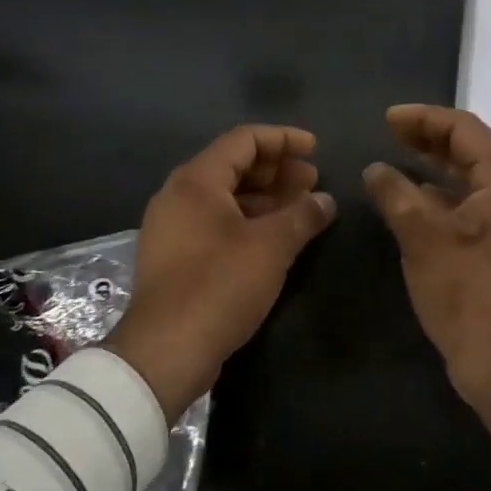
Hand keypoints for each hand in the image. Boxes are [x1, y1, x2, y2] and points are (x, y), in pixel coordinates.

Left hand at [107, 125, 335, 421]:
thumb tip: (325, 200)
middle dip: (278, 170)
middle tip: (314, 180)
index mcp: (197, 180)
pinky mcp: (176, 256)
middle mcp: (179, 195)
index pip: (244, 140)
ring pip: (227, 197)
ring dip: (266, 198)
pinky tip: (277, 237)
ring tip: (303, 208)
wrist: (166, 351)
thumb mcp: (271, 246)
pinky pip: (218, 222)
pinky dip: (249, 221)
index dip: (284, 139)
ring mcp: (174, 227)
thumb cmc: (220, 285)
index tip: (316, 150)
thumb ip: (302, 215)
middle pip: (234, 166)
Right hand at [363, 105, 490, 437]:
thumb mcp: (423, 238)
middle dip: (429, 138)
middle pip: (471, 150)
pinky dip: (443, 196)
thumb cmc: (469, 293)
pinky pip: (472, 205)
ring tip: (398, 159)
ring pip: (471, 179)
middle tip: (390, 133)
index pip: (465, 129)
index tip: (387, 119)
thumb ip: (396, 195)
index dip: (424, 118)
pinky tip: (415, 201)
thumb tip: (376, 169)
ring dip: (435, 167)